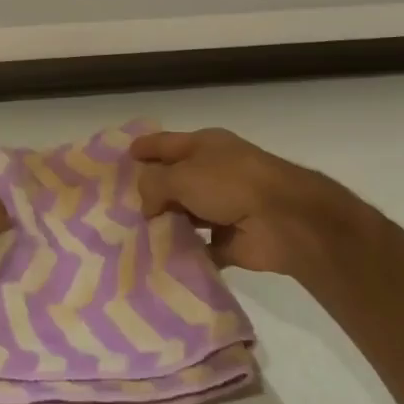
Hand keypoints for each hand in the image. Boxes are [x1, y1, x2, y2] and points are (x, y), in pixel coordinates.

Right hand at [131, 127, 352, 277]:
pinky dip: (186, 253)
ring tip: (134, 236)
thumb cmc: (230, 184)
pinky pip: (200, 246)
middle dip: (151, 192)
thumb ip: (154, 185)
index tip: (123, 157)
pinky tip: (160, 259)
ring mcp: (225, 206)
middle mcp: (214, 172)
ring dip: (167, 224)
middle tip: (118, 207)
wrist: (285, 220)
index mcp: (205, 146)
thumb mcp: (181, 175)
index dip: (143, 148)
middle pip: (175, 180)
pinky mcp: (232, 239)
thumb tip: (146, 204)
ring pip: (186, 214)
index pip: (165, 143)